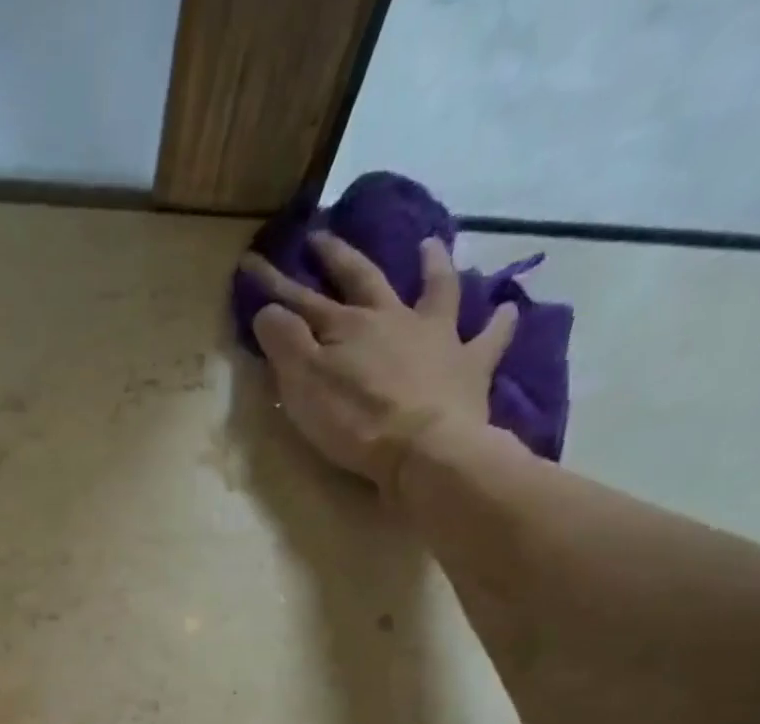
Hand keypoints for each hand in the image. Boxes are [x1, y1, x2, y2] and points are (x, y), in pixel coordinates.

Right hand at [241, 235, 517, 487]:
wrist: (423, 450)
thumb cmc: (355, 420)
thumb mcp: (303, 384)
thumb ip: (284, 343)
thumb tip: (268, 309)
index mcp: (347, 326)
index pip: (300, 299)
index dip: (274, 282)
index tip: (252, 261)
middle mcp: (393, 319)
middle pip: (362, 279)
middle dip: (339, 258)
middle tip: (324, 236)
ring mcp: (437, 338)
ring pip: (436, 290)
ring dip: (432, 265)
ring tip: (430, 244)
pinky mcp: (469, 367)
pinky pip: (490, 337)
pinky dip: (499, 321)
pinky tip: (508, 308)